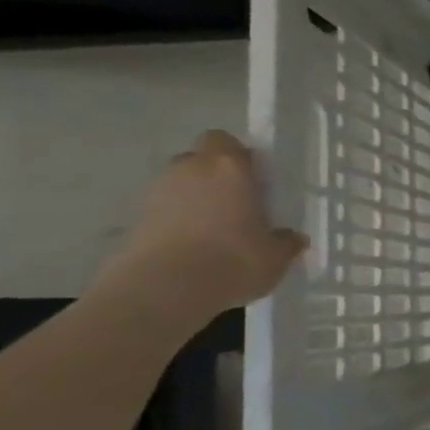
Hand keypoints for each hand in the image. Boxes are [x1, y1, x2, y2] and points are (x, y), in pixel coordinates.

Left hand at [98, 131, 306, 318]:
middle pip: (199, 160)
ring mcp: (157, 194)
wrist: (165, 288)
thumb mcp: (276, 255)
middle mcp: (191, 171)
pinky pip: (164, 211)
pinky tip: (193, 247)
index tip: (253, 178)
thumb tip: (293, 238)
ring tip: (214, 229)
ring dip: (194, 199)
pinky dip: (176, 222)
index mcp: (230, 168)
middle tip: (236, 202)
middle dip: (213, 175)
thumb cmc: (234, 259)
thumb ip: (285, 241)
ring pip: (179, 185)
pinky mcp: (136, 220)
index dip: (237, 156)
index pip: (225, 141)